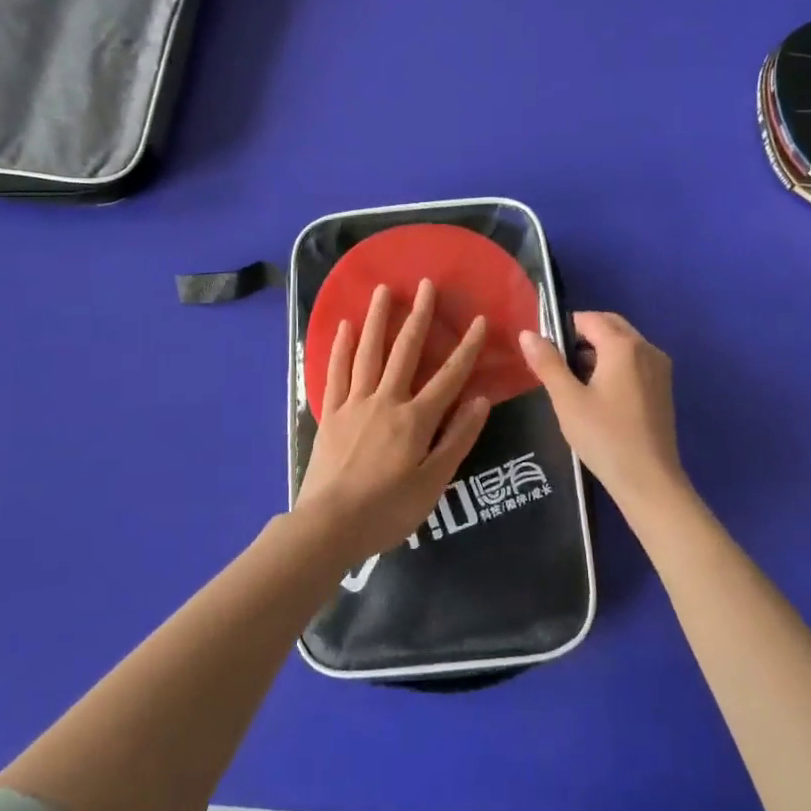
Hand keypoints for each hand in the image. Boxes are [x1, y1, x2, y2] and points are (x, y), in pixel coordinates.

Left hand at [295, 281, 490, 565]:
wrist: (329, 525)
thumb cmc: (387, 510)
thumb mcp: (433, 483)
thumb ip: (457, 439)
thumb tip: (480, 399)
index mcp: (416, 419)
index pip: (449, 377)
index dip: (466, 347)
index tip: (478, 319)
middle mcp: (386, 401)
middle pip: (405, 351)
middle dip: (418, 316)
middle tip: (426, 284)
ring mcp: (354, 403)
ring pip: (368, 352)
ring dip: (378, 319)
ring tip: (383, 290)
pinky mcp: (331, 413)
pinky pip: (337, 372)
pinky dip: (341, 347)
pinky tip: (345, 327)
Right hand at [519, 311, 689, 507]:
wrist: (649, 481)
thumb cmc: (604, 437)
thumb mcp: (567, 399)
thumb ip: (547, 363)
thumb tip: (527, 333)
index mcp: (623, 346)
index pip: (589, 318)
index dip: (563, 328)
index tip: (545, 351)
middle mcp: (647, 348)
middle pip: (610, 326)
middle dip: (582, 336)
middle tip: (557, 363)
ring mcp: (659, 368)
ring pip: (624, 344)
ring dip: (598, 351)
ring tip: (573, 380)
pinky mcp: (663, 388)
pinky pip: (635, 361)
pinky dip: (615, 365)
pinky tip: (598, 394)